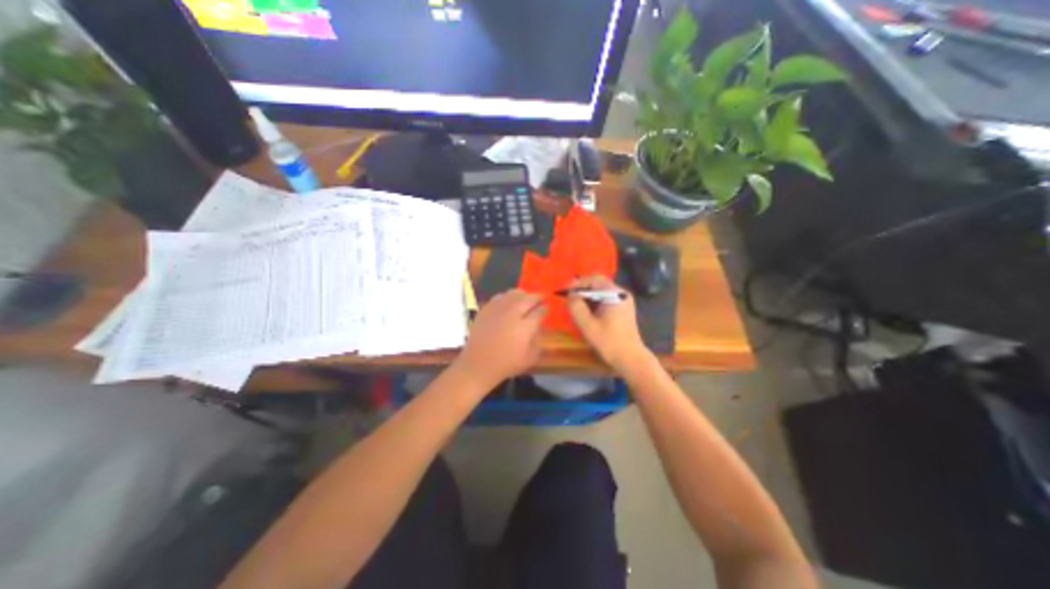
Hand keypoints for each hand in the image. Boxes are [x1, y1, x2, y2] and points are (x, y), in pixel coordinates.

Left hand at [456, 287, 544, 385]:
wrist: (479, 364)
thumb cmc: (506, 364)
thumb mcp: (530, 357)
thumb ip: (538, 340)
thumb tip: (539, 326)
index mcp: (525, 326)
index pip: (539, 311)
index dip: (545, 308)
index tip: (546, 308)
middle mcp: (513, 313)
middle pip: (528, 298)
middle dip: (537, 297)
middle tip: (540, 298)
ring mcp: (498, 309)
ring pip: (514, 294)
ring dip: (523, 295)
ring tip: (526, 298)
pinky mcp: (486, 309)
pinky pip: (500, 297)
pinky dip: (508, 297)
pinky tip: (509, 302)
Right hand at [567, 276, 648, 372]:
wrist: (630, 358)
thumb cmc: (609, 342)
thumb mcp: (587, 325)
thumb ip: (576, 307)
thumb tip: (570, 295)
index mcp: (614, 294)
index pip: (593, 279)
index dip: (578, 283)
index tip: (565, 292)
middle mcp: (621, 293)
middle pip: (598, 283)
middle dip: (582, 290)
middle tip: (569, 299)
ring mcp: (624, 300)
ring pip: (601, 291)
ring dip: (587, 297)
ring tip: (576, 307)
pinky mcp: (623, 308)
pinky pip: (606, 299)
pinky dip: (595, 302)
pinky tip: (587, 313)